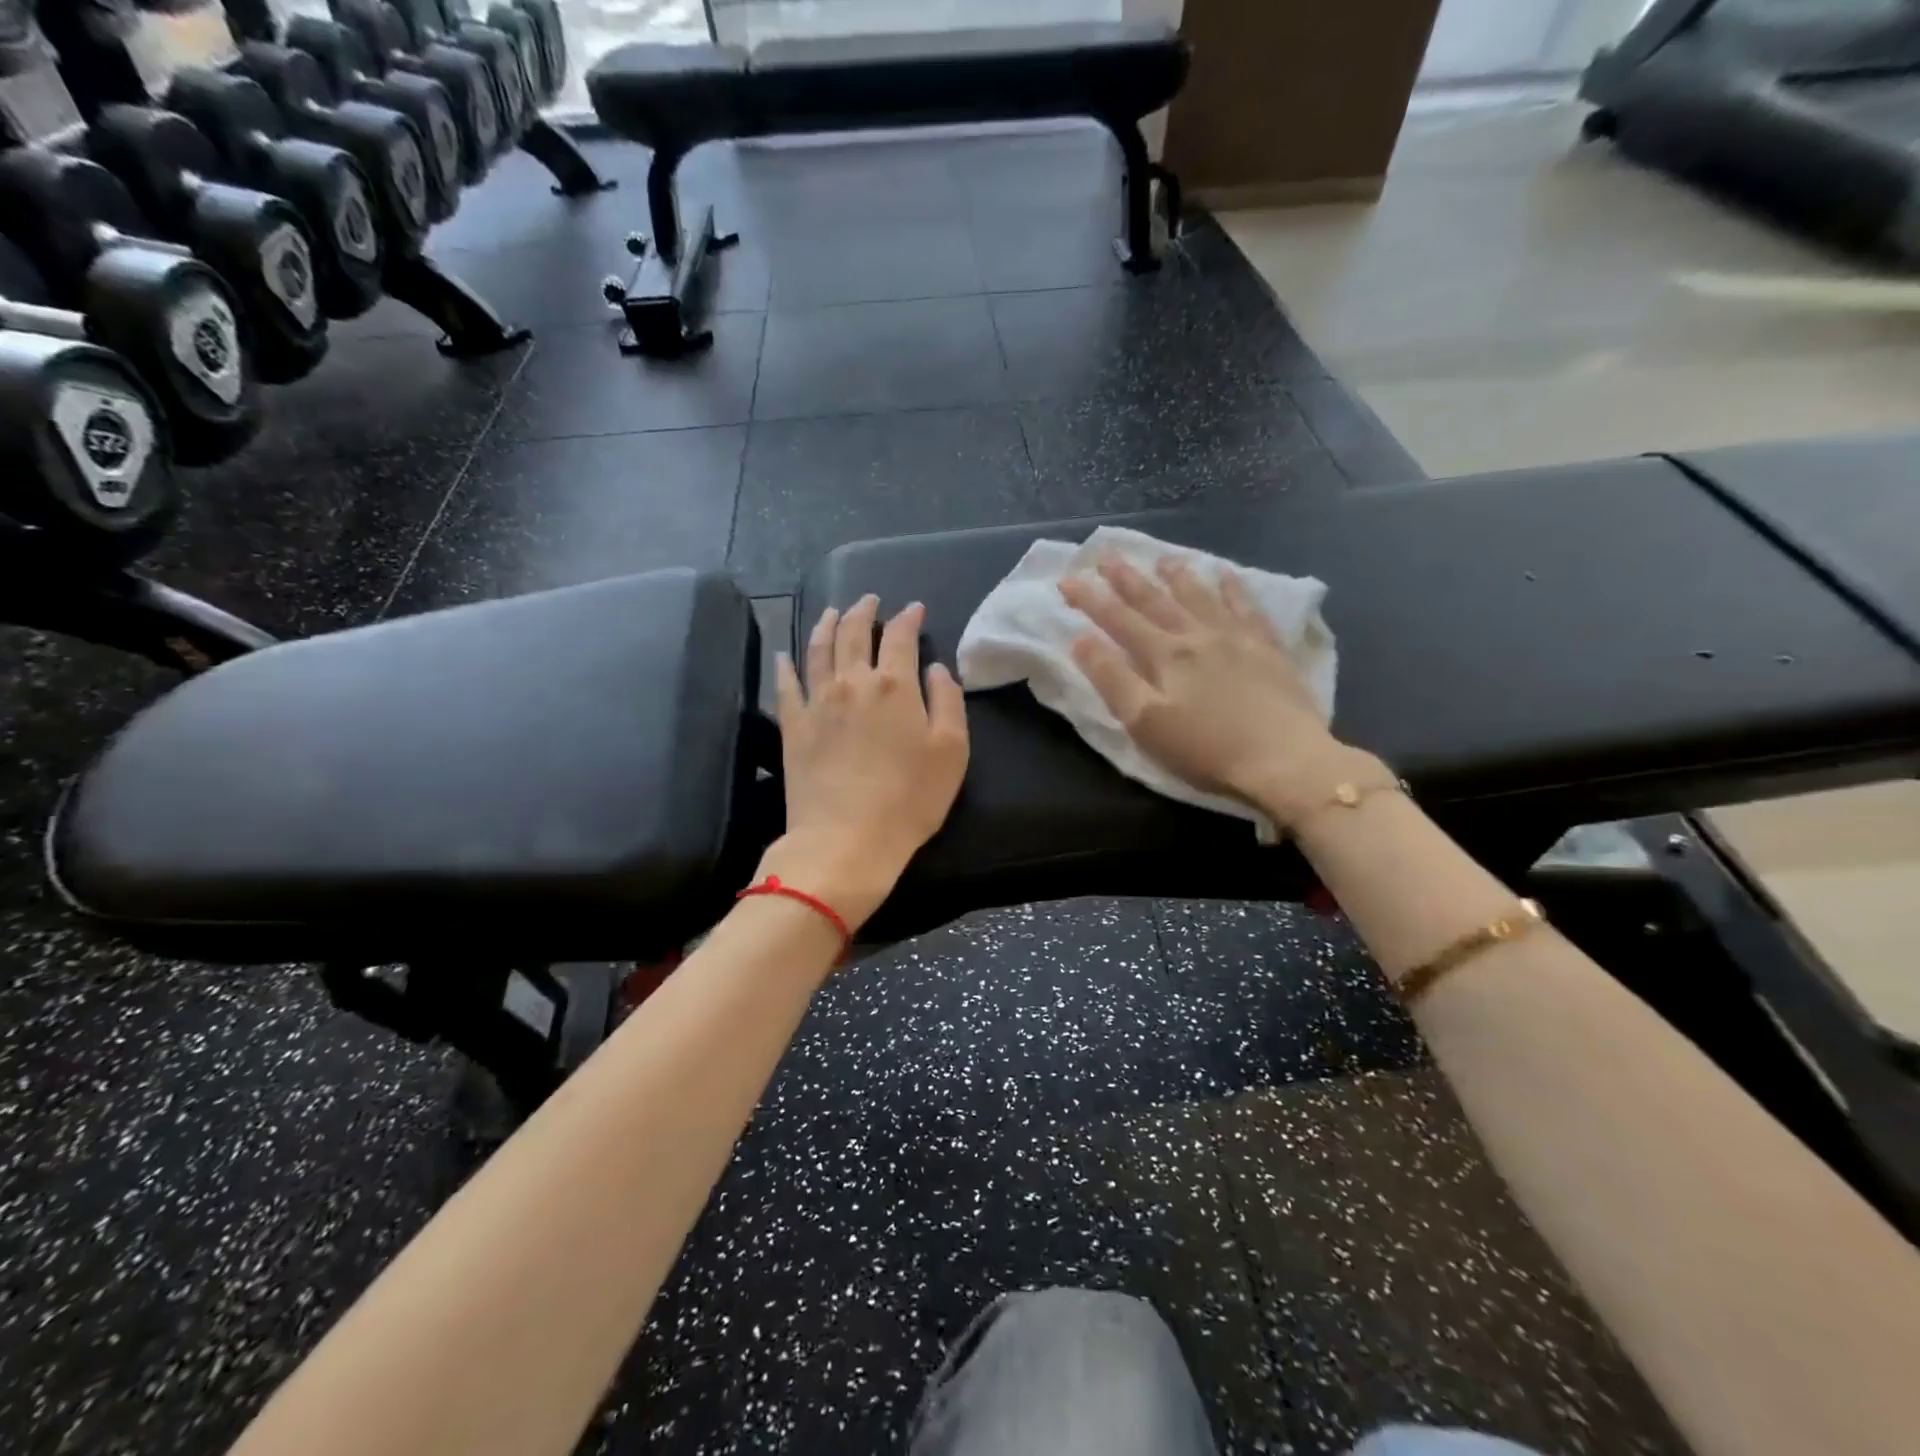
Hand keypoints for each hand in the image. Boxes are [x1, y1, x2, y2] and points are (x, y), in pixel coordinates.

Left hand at [761, 595, 969, 929]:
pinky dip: (785, 665)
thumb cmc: (910, 799)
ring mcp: (817, 702)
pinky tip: (784, 655)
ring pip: (818, 650)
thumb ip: (947, 702)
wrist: (846, 839)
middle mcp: (852, 682)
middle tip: (870, 599)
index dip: (909, 618)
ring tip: (832, 612)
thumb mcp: (951, 751)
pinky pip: (785, 686)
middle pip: (854, 633)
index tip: (915, 609)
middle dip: (864, 611)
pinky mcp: (793, 727)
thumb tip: (936, 668)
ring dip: (826, 625)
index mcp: (894, 686)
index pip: (901, 637)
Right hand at [1060, 556, 1371, 828]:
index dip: (1090, 599)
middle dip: (1128, 578)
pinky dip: (1234, 589)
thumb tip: (1081, 639)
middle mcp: (1198, 636)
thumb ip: (1112, 679)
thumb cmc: (1206, 750)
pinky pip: (1247, 608)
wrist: (1285, 760)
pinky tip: (1228, 576)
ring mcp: (1237, 638)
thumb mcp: (1145, 723)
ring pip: (1201, 597)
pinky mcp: (1269, 650)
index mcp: (1165, 656)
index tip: (1067, 579)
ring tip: (1163, 559)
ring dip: (1178, 576)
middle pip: (1156, 600)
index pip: (1118, 619)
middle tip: (1107, 555)